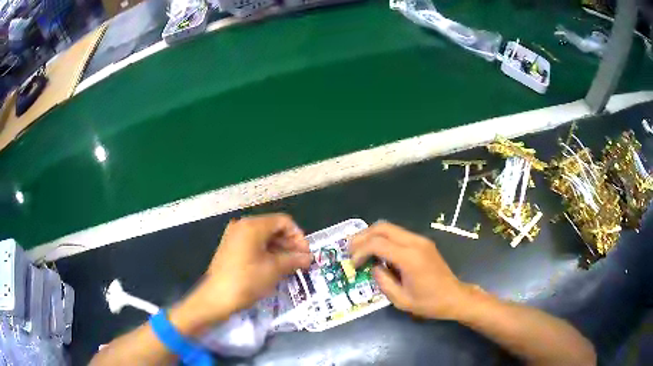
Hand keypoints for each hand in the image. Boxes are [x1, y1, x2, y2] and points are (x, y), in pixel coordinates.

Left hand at [184, 214, 311, 322]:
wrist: (217, 297)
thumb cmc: (247, 280)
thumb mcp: (274, 269)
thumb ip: (294, 260)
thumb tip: (309, 258)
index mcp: (253, 225)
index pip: (283, 222)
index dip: (298, 236)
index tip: (306, 253)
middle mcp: (242, 226)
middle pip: (273, 228)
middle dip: (290, 244)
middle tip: (302, 261)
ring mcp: (234, 236)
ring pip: (263, 237)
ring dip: (280, 249)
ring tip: (291, 266)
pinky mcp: (231, 248)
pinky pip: (253, 245)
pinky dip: (267, 253)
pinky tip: (276, 267)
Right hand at [350, 222, 474, 320]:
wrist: (454, 297)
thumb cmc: (429, 303)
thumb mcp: (401, 300)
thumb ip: (383, 281)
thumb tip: (373, 267)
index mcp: (410, 258)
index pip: (377, 243)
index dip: (360, 251)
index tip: (353, 264)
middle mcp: (415, 242)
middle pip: (382, 227)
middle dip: (362, 236)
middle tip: (350, 250)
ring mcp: (420, 240)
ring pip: (390, 227)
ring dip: (372, 236)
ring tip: (360, 250)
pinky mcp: (423, 242)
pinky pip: (398, 234)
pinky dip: (383, 239)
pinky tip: (378, 252)